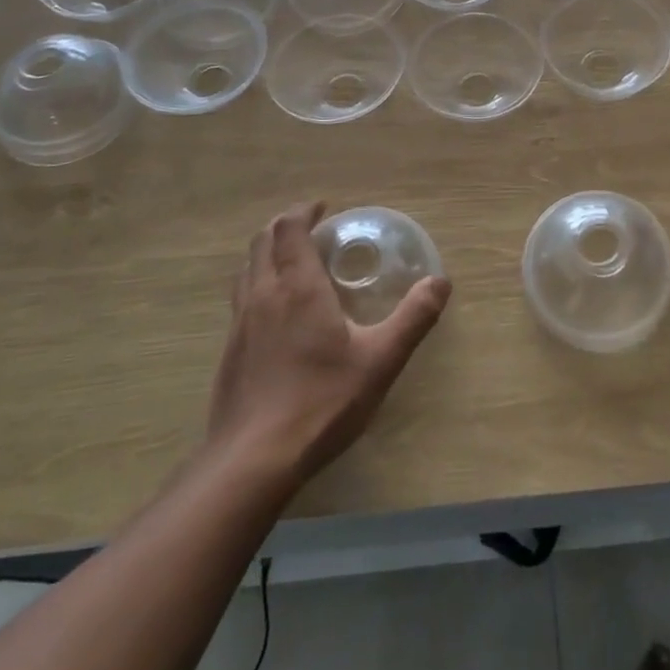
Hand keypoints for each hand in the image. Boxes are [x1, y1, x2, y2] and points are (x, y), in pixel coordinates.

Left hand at [207, 202, 450, 487]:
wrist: (253, 461)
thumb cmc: (322, 402)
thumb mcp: (381, 359)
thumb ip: (414, 317)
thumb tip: (440, 281)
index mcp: (298, 287)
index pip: (290, 229)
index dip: (304, 211)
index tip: (324, 208)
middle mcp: (263, 294)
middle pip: (262, 241)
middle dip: (285, 226)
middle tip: (313, 229)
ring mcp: (239, 323)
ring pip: (247, 268)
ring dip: (267, 253)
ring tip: (293, 263)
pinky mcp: (229, 351)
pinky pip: (240, 298)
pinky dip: (258, 283)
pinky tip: (277, 313)